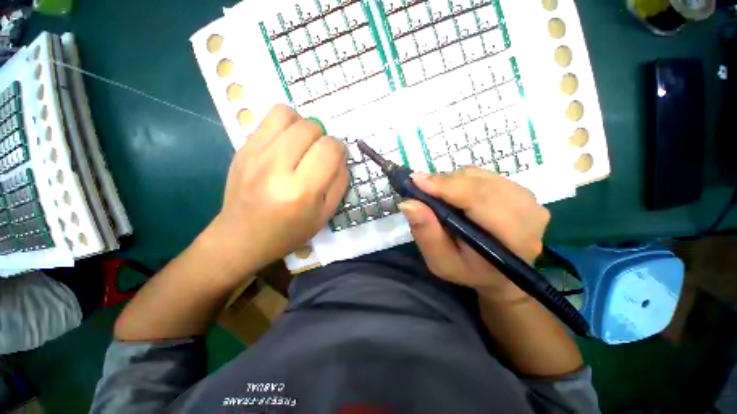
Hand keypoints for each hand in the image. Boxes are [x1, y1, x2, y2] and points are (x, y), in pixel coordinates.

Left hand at [209, 104, 348, 273]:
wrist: (242, 237)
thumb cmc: (289, 231)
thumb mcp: (325, 214)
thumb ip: (340, 183)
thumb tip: (341, 155)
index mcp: (301, 191)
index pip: (329, 149)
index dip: (339, 149)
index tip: (336, 158)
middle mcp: (276, 168)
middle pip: (310, 127)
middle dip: (323, 137)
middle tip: (318, 154)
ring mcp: (254, 154)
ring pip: (287, 114)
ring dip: (303, 125)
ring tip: (302, 144)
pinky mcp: (242, 148)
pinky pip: (268, 118)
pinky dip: (285, 125)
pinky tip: (285, 144)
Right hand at [399, 167, 549, 301]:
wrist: (499, 274)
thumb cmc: (468, 271)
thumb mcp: (441, 261)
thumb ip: (426, 233)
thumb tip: (408, 203)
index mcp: (513, 239)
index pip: (479, 200)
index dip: (445, 187)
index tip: (415, 181)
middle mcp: (528, 213)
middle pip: (479, 184)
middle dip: (445, 183)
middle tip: (421, 188)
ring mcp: (530, 200)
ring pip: (481, 176)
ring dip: (453, 182)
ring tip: (438, 195)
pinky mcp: (523, 192)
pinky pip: (486, 176)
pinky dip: (463, 181)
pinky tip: (456, 195)